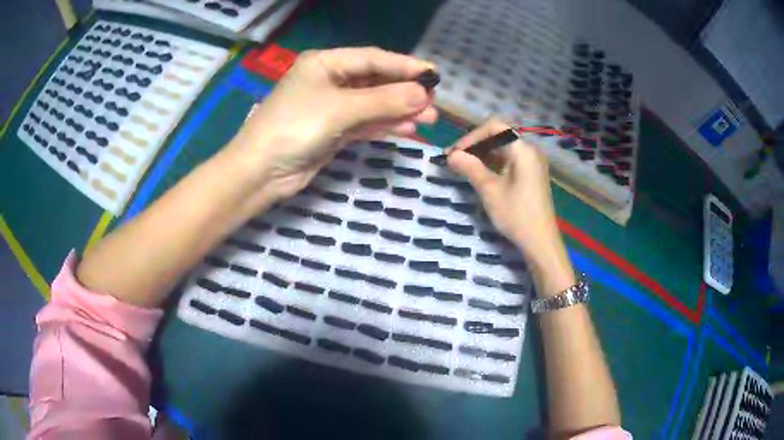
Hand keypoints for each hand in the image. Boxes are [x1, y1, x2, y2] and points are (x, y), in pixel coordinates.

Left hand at [229, 47, 437, 200]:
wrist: (261, 172)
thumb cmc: (294, 128)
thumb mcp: (340, 109)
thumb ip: (383, 101)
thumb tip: (423, 94)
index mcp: (325, 63)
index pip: (373, 58)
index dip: (405, 66)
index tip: (434, 75)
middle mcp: (329, 80)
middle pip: (375, 81)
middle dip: (404, 91)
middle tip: (434, 103)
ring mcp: (331, 106)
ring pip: (373, 104)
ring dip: (399, 110)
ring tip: (429, 118)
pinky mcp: (333, 130)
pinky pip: (365, 122)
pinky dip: (385, 125)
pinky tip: (407, 129)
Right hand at [446, 119, 569, 278]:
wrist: (540, 242)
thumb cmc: (516, 214)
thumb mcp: (489, 190)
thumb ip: (470, 167)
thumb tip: (451, 155)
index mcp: (523, 149)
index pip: (494, 127)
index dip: (471, 136)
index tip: (454, 152)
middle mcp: (529, 150)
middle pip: (498, 136)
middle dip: (475, 145)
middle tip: (454, 160)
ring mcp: (532, 163)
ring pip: (503, 149)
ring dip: (482, 155)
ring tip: (462, 167)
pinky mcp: (531, 174)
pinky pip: (509, 160)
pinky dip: (493, 164)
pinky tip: (479, 174)